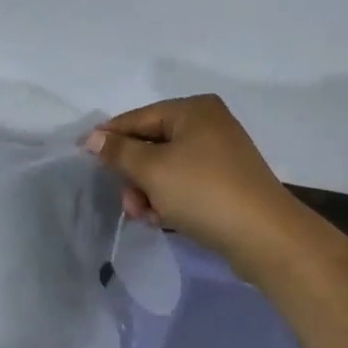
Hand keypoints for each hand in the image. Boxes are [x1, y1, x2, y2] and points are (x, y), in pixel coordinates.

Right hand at [84, 95, 296, 269]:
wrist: (265, 237)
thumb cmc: (204, 192)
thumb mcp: (153, 170)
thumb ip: (118, 152)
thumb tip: (93, 138)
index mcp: (193, 110)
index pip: (138, 118)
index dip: (109, 137)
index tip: (82, 156)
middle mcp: (208, 124)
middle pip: (151, 144)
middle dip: (133, 174)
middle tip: (127, 202)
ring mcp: (220, 154)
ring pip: (166, 167)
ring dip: (148, 191)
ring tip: (145, 216)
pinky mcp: (226, 182)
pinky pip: (185, 184)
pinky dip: (169, 199)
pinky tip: (162, 220)